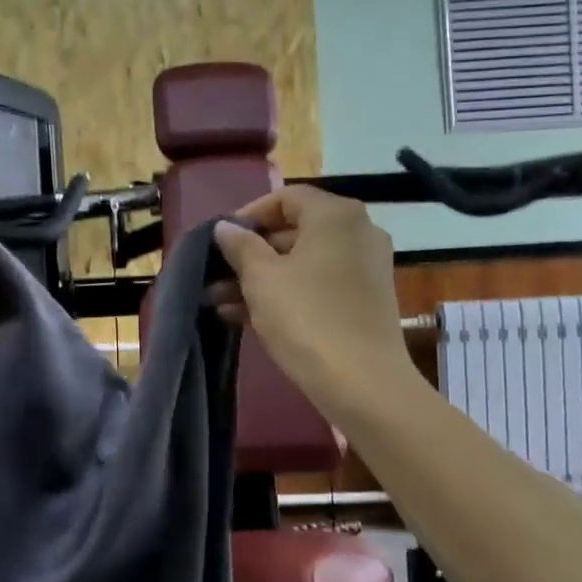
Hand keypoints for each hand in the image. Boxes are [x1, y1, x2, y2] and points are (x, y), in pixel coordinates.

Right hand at [212, 187, 415, 421]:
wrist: (363, 383)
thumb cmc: (306, 318)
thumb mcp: (261, 278)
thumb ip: (240, 246)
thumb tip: (225, 227)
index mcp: (336, 216)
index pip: (286, 198)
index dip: (249, 215)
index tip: (221, 240)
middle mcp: (359, 232)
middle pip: (295, 231)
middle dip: (250, 253)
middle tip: (215, 275)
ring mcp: (366, 268)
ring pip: (303, 263)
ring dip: (261, 278)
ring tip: (219, 302)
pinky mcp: (366, 301)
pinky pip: (319, 285)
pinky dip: (287, 293)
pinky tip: (246, 317)